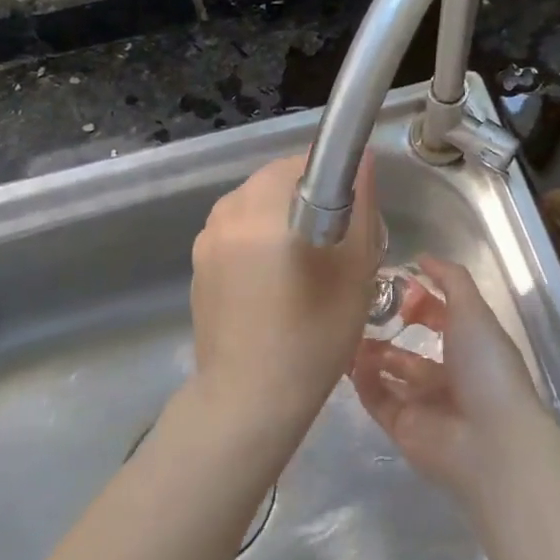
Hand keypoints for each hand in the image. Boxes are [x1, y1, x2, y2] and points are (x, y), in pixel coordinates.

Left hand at [188, 153, 382, 434]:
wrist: (249, 399)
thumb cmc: (314, 335)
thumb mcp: (355, 271)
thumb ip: (360, 207)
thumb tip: (362, 160)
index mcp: (264, 207)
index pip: (304, 162)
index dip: (334, 180)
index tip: (350, 217)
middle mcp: (228, 211)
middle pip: (276, 180)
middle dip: (307, 199)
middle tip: (333, 245)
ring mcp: (206, 238)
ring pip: (255, 205)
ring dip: (280, 219)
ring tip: (302, 266)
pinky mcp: (197, 263)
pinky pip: (236, 231)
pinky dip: (258, 241)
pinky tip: (272, 283)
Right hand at [350, 256, 555, 500]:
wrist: (490, 440)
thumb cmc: (486, 367)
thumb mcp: (473, 311)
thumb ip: (450, 280)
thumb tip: (421, 257)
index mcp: (470, 346)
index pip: (441, 317)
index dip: (419, 299)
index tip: (391, 281)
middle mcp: (448, 374)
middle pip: (411, 347)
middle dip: (389, 327)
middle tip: (359, 306)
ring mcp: (424, 403)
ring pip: (388, 372)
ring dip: (369, 352)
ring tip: (345, 329)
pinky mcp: (402, 427)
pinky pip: (376, 398)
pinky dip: (362, 379)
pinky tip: (349, 358)